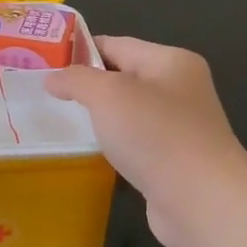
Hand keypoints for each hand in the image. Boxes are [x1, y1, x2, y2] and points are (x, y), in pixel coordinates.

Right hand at [46, 36, 246, 246]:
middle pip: (123, 77)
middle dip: (87, 85)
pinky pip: (135, 143)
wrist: (203, 202)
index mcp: (171, 62)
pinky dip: (114, 145)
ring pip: (128, 113)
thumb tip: (53, 78)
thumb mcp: (108, 95)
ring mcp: (179, 127)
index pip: (116, 44)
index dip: (79, 51)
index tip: (44, 64)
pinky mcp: (173, 161)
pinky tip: (91, 152)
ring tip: (60, 122)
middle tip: (45, 94)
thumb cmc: (156, 136)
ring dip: (99, 118)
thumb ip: (76, 80)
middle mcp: (180, 89)